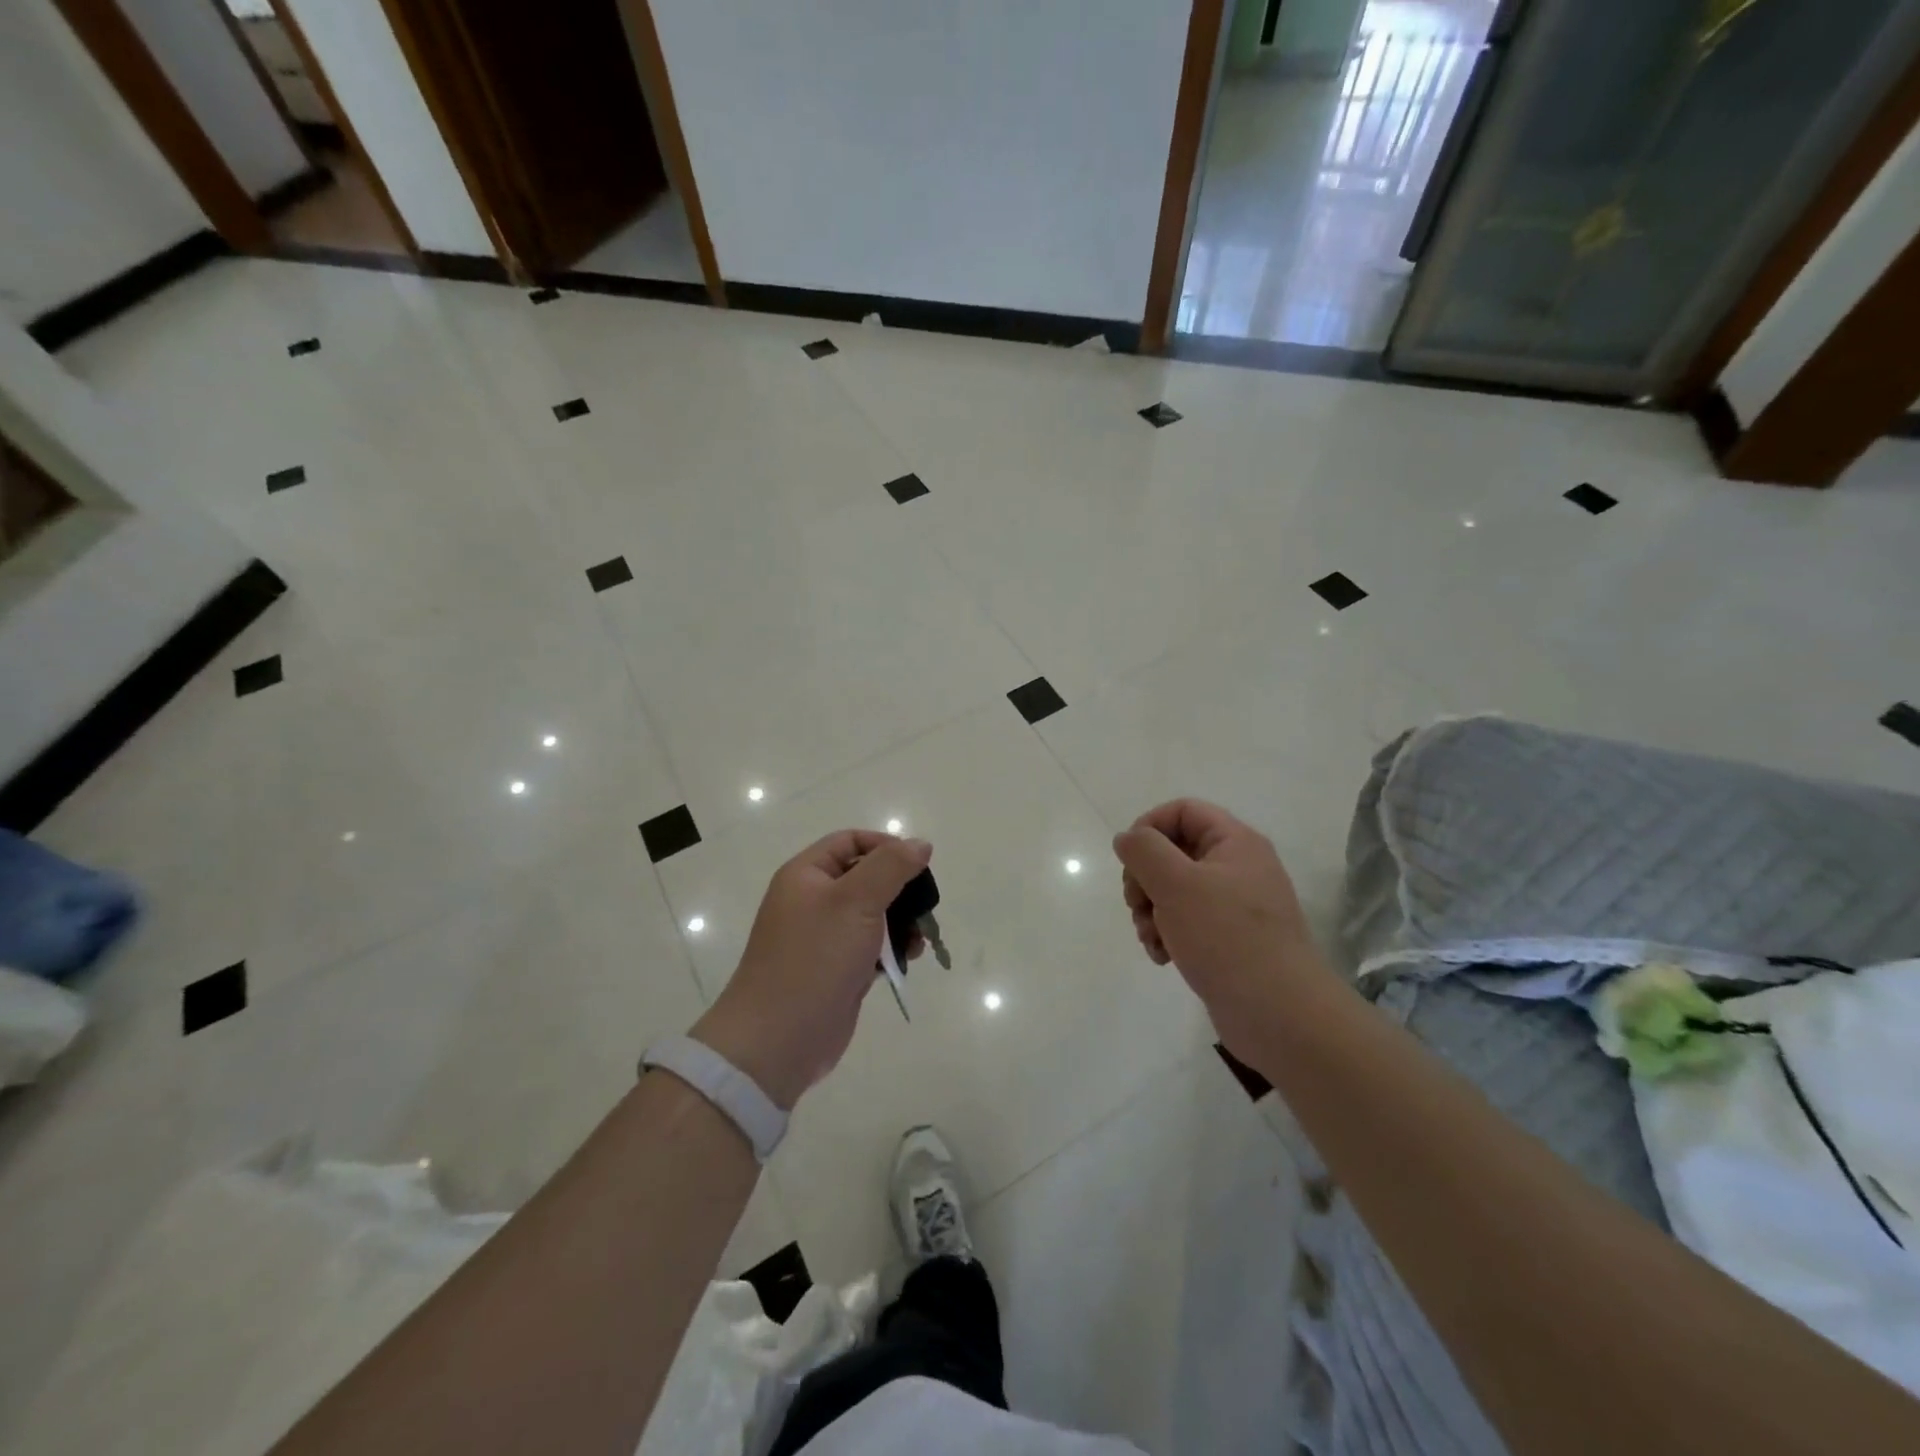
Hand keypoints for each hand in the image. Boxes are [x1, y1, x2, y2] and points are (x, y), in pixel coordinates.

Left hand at [691, 830, 931, 1109]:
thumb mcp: (856, 901)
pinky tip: (909, 959)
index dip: (885, 846)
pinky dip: (892, 949)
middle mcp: (812, 900)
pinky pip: (871, 947)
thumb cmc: (815, 958)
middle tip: (925, 908)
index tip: (917, 866)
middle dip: (900, 889)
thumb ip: (891, 867)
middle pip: (865, 877)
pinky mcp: (836, 969)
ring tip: (919, 940)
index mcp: (806, 875)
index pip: (850, 841)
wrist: (778, 1039)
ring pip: (873, 914)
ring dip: (901, 922)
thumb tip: (920, 843)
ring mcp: (823, 937)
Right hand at [1112, 799, 1331, 1039]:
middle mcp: (1238, 868)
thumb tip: (1127, 838)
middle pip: (1173, 852)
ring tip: (1151, 938)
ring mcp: (1235, 906)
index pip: (1183, 811)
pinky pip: (1186, 922)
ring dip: (1150, 911)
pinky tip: (1163, 957)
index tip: (1130, 859)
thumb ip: (1144, 851)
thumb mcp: (1176, 884)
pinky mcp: (1229, 940)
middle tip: (1137, 904)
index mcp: (1235, 843)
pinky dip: (1167, 935)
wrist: (1280, 1015)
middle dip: (1145, 878)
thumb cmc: (1227, 938)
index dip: (1149, 827)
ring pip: (1174, 891)